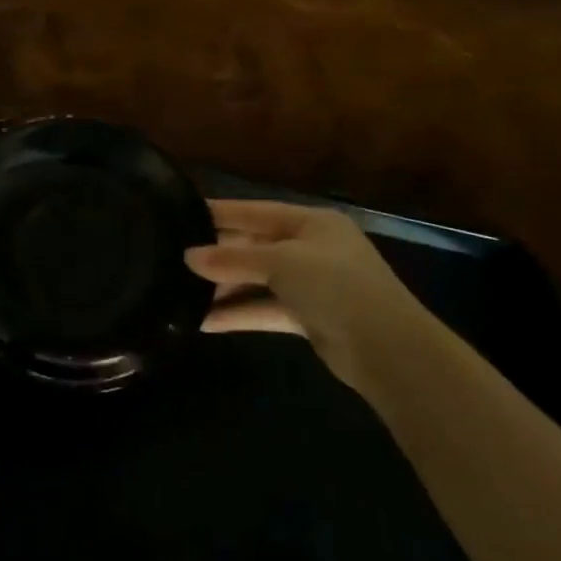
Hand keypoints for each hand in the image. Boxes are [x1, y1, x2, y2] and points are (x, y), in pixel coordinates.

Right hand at [185, 200, 427, 392]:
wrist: (387, 349)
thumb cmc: (335, 286)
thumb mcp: (281, 263)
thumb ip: (232, 259)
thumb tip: (187, 257)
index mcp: (311, 222)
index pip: (254, 212)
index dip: (219, 213)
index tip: (180, 214)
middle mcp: (311, 248)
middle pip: (254, 246)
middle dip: (217, 255)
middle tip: (173, 259)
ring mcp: (311, 284)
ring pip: (257, 280)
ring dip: (223, 288)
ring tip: (180, 293)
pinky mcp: (308, 316)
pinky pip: (264, 308)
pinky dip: (238, 314)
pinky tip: (204, 322)